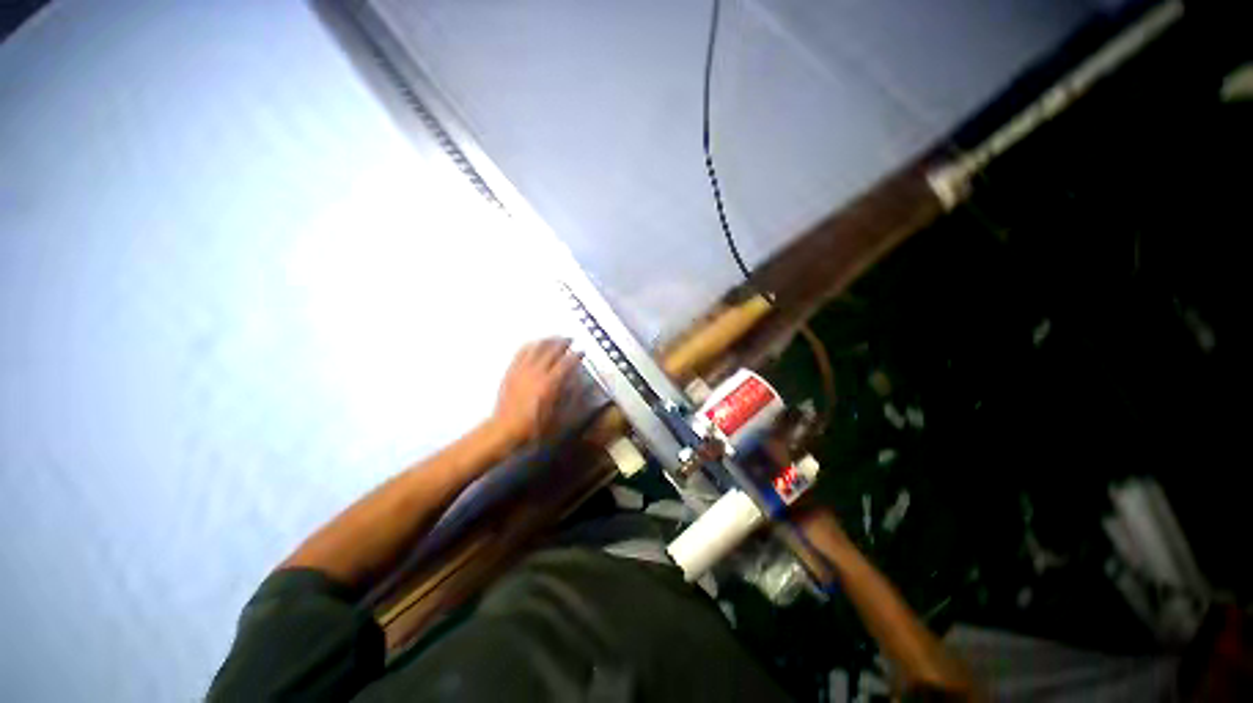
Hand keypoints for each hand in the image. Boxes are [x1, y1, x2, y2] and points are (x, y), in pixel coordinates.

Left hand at [491, 338, 581, 446]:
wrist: (506, 428)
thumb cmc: (533, 427)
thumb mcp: (556, 416)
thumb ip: (566, 396)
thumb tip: (574, 382)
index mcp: (549, 384)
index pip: (566, 363)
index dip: (576, 355)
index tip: (581, 352)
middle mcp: (536, 372)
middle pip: (552, 350)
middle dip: (563, 343)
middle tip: (570, 340)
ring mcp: (522, 370)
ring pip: (536, 347)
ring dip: (547, 340)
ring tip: (554, 338)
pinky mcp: (511, 371)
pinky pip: (521, 352)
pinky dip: (531, 345)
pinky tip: (534, 345)